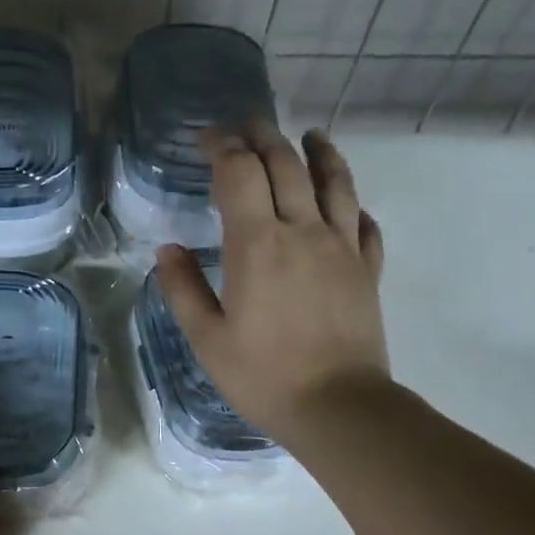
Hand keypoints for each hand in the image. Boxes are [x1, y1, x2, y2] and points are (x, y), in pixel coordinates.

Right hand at [155, 120, 388, 447]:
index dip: (222, 147)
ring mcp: (342, 248)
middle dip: (263, 137)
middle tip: (246, 127)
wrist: (337, 406)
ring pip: (334, 182)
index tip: (206, 139)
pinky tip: (347, 205)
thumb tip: (167, 251)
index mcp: (257, 245)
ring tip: (310, 136)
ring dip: (319, 152)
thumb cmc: (263, 376)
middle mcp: (303, 231)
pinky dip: (352, 204)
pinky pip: (364, 223)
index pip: (239, 173)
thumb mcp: (207, 339)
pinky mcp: (367, 269)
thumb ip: (184, 289)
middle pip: (286, 165)